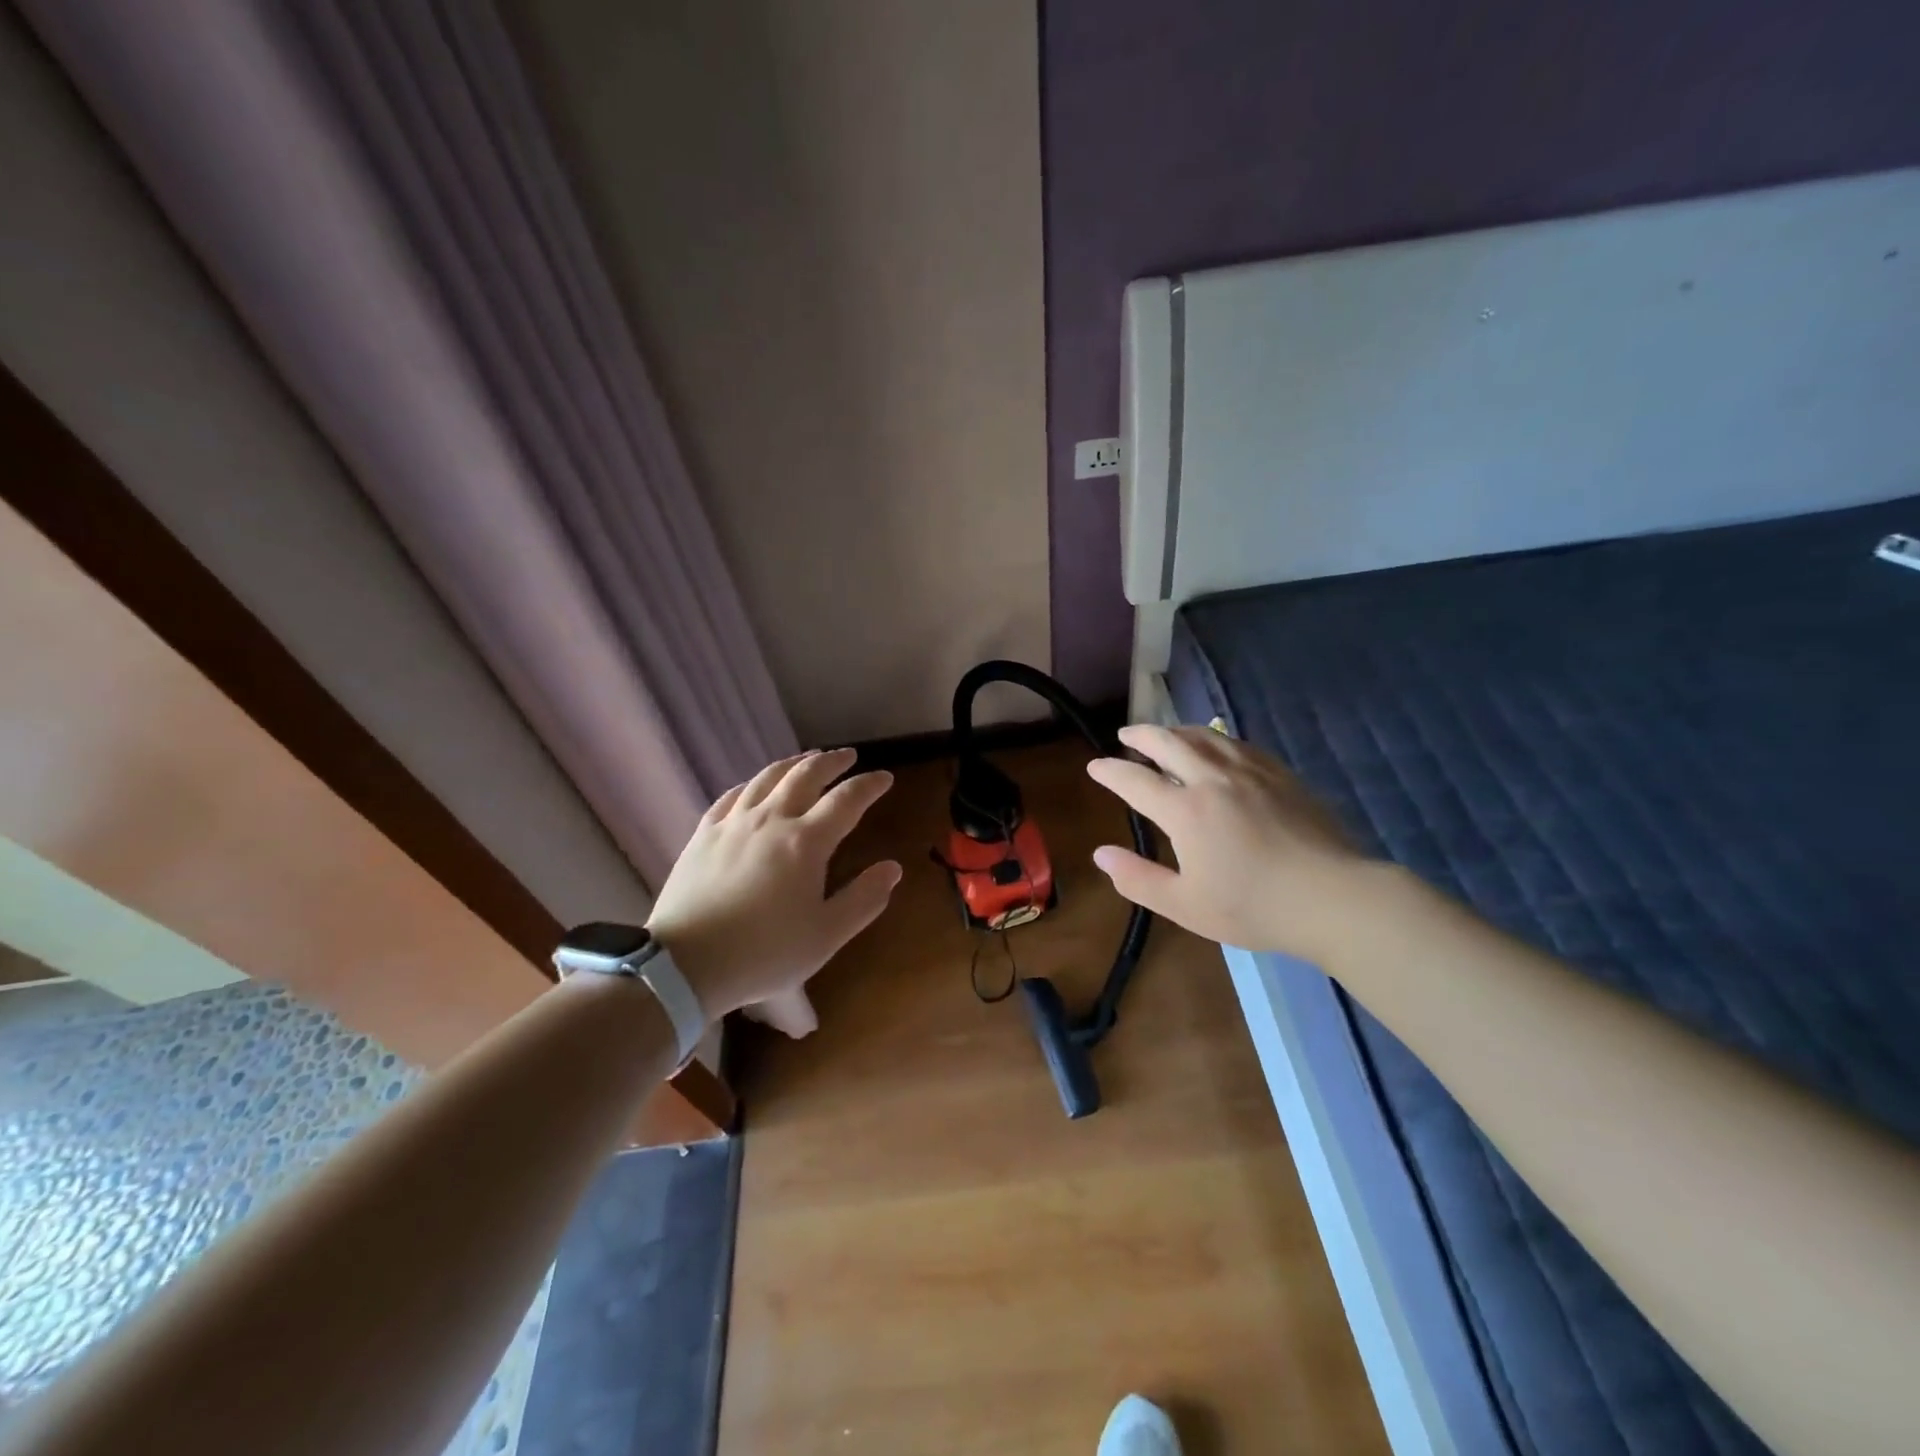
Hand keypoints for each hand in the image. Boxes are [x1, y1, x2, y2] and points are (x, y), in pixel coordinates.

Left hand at [645, 748, 900, 1028]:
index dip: (869, 785)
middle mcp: (772, 819)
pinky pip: (732, 795)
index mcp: (806, 842)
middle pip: (806, 775)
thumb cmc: (764, 953)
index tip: (885, 777)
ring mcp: (733, 823)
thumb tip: (892, 868)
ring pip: (768, 778)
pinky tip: (755, 786)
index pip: (846, 800)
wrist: (685, 964)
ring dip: (793, 763)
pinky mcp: (704, 834)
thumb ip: (864, 899)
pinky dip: (752, 783)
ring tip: (807, 758)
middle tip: (848, 756)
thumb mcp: (826, 935)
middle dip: (832, 762)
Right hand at [1085, 725, 1375, 960]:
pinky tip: (1216, 747)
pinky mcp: (1280, 774)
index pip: (1135, 780)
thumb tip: (1101, 854)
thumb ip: (1138, 879)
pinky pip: (1237, 744)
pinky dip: (1214, 739)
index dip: (1110, 771)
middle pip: (1168, 742)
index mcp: (1185, 810)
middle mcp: (1213, 779)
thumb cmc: (1254, 907)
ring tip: (1165, 734)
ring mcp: (1250, 772)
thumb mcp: (1185, 905)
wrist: (1334, 897)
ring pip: (1205, 736)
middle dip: (1141, 735)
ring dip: (1177, 730)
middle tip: (1125, 734)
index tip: (1094, 765)